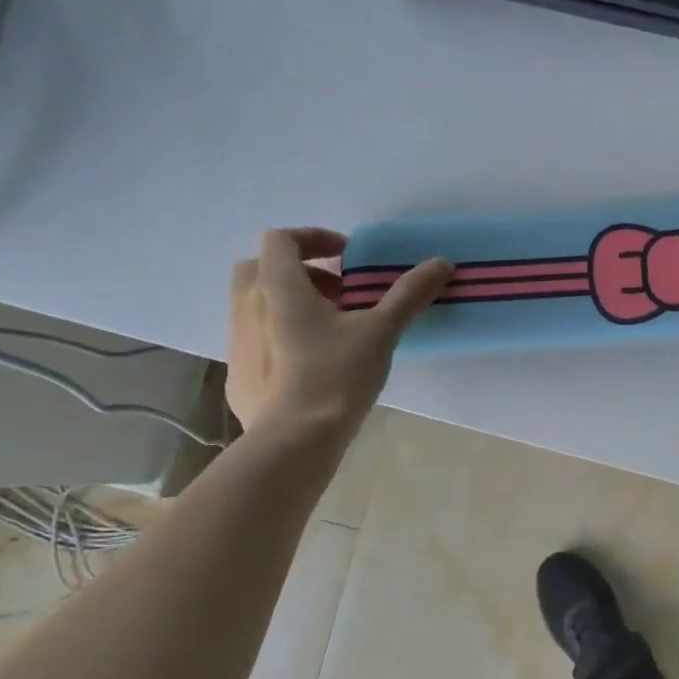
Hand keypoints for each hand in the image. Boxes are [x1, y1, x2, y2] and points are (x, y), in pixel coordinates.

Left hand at [227, 229, 451, 438]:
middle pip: (263, 268)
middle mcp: (247, 305)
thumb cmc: (336, 375)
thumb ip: (409, 294)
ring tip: (330, 331)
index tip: (348, 257)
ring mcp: (237, 341)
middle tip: (338, 293)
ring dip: (291, 304)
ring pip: (258, 305)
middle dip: (301, 272)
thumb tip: (442, 263)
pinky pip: (257, 340)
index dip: (314, 238)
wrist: (294, 440)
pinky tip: (311, 367)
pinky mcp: (238, 374)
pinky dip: (281, 338)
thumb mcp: (381, 331)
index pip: (281, 239)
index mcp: (278, 286)